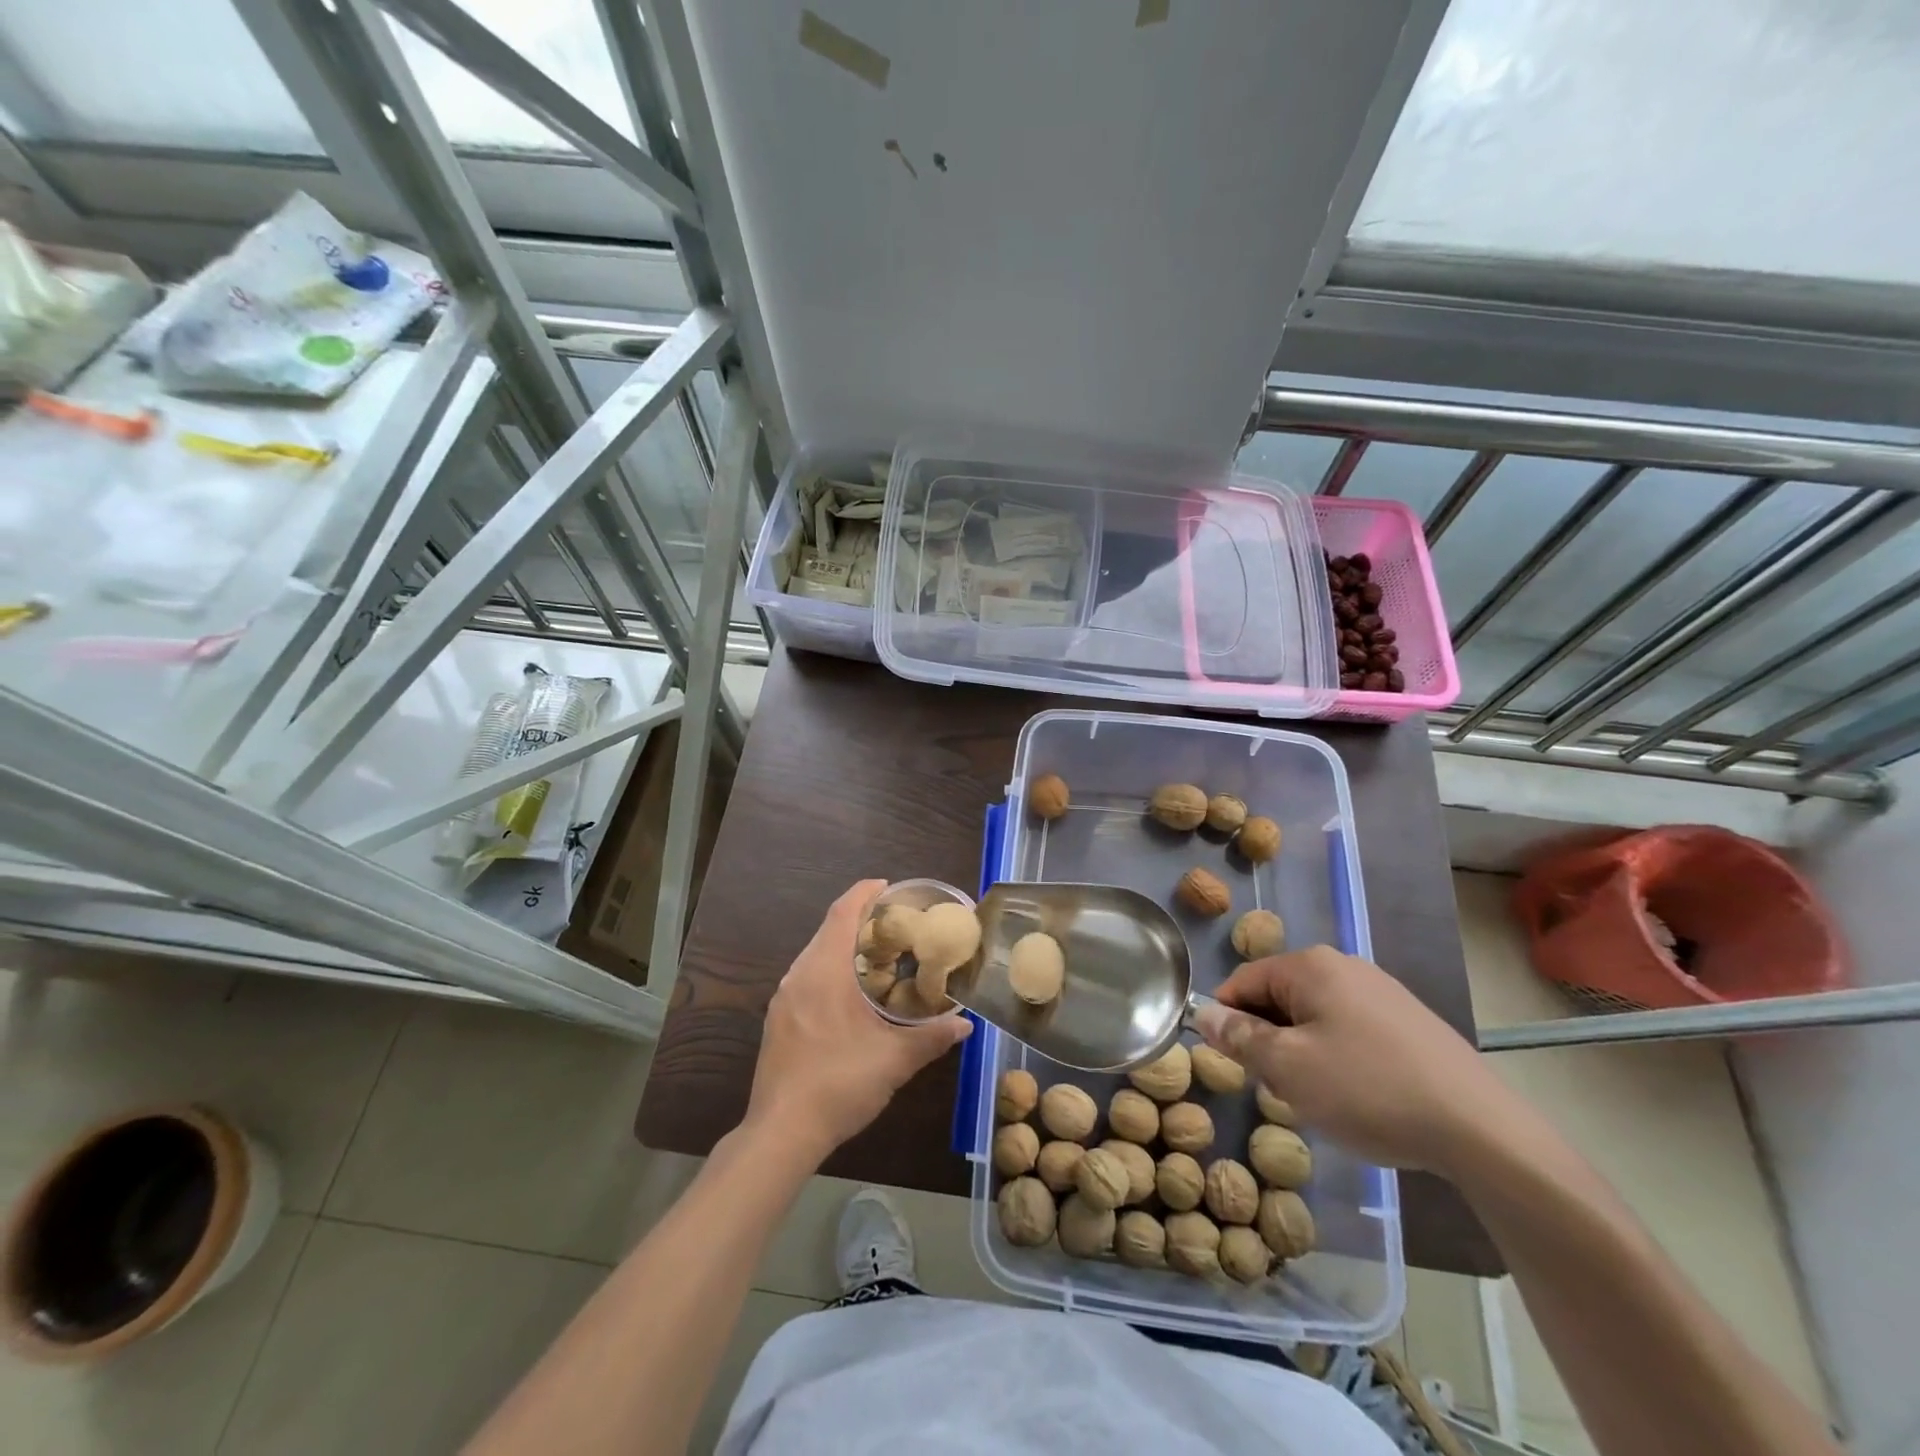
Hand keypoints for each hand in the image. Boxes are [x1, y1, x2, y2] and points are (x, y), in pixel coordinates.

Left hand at [746, 880, 971, 1164]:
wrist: (781, 1133)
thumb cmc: (839, 1084)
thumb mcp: (895, 1061)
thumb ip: (932, 1037)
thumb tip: (965, 1024)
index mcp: (824, 971)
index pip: (842, 913)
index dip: (864, 893)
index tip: (888, 886)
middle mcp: (799, 975)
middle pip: (828, 930)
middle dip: (859, 919)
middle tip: (895, 923)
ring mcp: (784, 998)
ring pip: (816, 954)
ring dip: (844, 946)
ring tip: (878, 954)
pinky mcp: (778, 1019)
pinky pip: (807, 977)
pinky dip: (831, 969)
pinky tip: (851, 993)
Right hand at [1193, 946, 1518, 1177]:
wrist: (1481, 1131)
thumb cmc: (1368, 1090)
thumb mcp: (1288, 1067)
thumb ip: (1239, 1036)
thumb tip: (1204, 1011)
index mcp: (1310, 966)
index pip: (1243, 982)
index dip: (1226, 1021)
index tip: (1234, 1065)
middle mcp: (1345, 966)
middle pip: (1279, 998)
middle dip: (1269, 1041)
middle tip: (1281, 1089)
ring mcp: (1382, 992)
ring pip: (1314, 1018)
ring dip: (1302, 1054)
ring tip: (1322, 1099)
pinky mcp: (1409, 1022)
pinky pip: (1350, 1031)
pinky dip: (1339, 1059)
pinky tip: (1359, 1097)